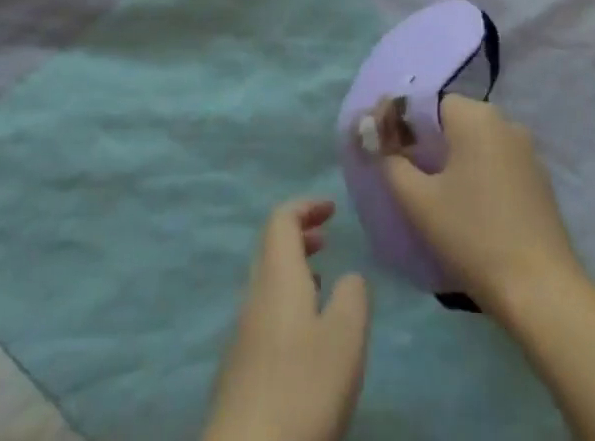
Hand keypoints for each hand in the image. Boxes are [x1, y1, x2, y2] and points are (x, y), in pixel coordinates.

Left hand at [204, 199, 369, 440]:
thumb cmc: (301, 387)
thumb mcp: (345, 337)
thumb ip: (353, 296)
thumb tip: (349, 277)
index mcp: (277, 276)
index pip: (282, 219)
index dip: (306, 206)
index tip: (332, 208)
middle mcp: (255, 295)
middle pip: (271, 249)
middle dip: (300, 236)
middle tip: (328, 239)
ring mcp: (243, 334)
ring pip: (268, 284)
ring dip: (295, 273)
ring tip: (325, 285)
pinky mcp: (242, 371)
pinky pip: (266, 315)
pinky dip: (289, 305)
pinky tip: (308, 338)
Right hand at [383, 97, 582, 318]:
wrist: (540, 290)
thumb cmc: (473, 236)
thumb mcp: (419, 202)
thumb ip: (392, 164)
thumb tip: (381, 144)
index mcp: (475, 116)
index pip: (430, 103)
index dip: (406, 125)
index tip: (390, 153)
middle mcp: (505, 121)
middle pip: (455, 122)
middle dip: (429, 144)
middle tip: (410, 179)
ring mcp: (527, 151)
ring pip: (478, 144)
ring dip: (456, 162)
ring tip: (438, 199)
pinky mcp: (539, 180)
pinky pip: (498, 164)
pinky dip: (480, 177)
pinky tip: (472, 212)